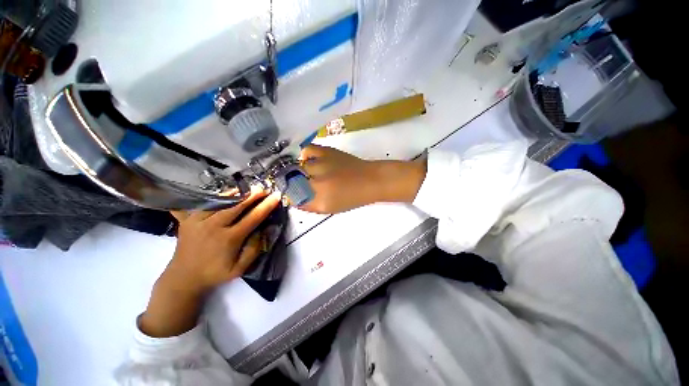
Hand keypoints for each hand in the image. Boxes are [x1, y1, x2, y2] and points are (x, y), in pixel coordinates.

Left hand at [139, 189, 280, 337]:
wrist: (182, 278)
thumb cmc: (215, 273)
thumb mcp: (240, 269)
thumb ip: (254, 249)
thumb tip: (264, 230)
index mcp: (229, 239)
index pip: (253, 217)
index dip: (266, 206)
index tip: (276, 196)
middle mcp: (214, 227)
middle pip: (237, 206)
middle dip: (252, 195)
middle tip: (263, 189)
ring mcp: (199, 221)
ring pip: (220, 202)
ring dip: (235, 194)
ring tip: (246, 188)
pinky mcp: (188, 220)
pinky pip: (205, 204)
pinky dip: (217, 197)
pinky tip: (225, 194)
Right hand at [298, 145, 426, 213]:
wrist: (369, 180)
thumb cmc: (352, 197)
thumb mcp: (329, 208)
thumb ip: (308, 205)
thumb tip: (292, 199)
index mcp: (318, 197)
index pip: (292, 195)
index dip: (289, 195)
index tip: (292, 195)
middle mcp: (316, 179)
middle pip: (291, 180)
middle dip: (291, 183)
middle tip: (298, 184)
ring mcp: (320, 163)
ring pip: (297, 165)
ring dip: (297, 170)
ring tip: (304, 173)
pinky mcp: (326, 151)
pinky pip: (307, 150)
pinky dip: (304, 155)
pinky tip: (308, 160)